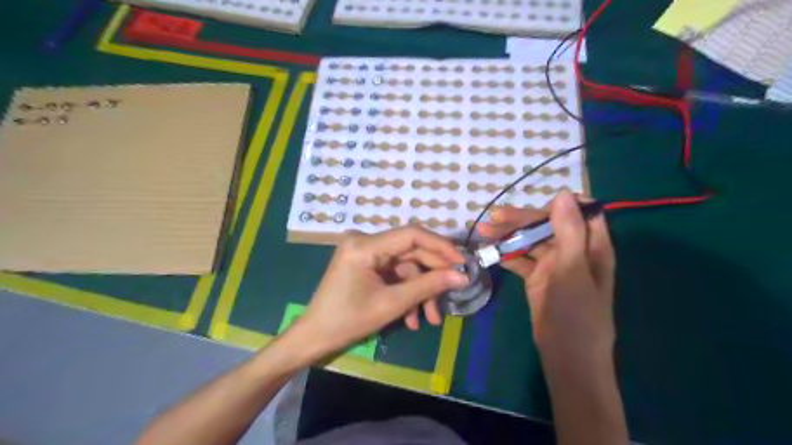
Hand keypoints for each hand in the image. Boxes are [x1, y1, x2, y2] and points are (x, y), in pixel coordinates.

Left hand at [291, 226, 465, 356]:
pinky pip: (394, 274)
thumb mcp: (392, 304)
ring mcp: (365, 253)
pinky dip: (405, 293)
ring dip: (419, 292)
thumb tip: (462, 276)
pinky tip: (412, 318)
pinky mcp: (366, 265)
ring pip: (405, 267)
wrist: (315, 337)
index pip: (411, 235)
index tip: (462, 262)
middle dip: (431, 277)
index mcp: (365, 245)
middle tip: (453, 293)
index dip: (440, 246)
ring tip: (430, 319)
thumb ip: (428, 286)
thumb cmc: (348, 321)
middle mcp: (365, 241)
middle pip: (410, 252)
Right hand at [476, 192, 618, 358]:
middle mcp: (574, 251)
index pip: (579, 212)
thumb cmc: (576, 315)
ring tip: (483, 231)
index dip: (558, 204)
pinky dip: (506, 254)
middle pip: (548, 225)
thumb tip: (563, 193)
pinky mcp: (538, 278)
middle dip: (522, 220)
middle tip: (494, 219)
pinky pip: (521, 260)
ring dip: (509, 236)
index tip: (532, 206)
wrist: (566, 358)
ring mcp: (554, 265)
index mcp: (592, 246)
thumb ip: (569, 232)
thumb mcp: (572, 271)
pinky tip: (489, 252)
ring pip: (531, 241)